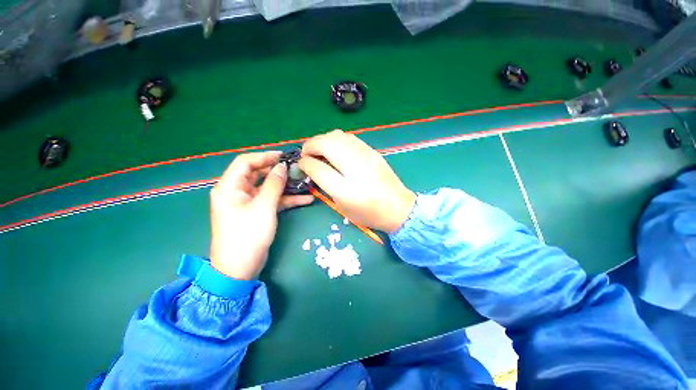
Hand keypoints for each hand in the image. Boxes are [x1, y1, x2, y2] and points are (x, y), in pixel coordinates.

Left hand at [210, 152, 313, 279]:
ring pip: (268, 188)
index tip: (284, 156)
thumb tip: (282, 166)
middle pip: (258, 174)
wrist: (240, 268)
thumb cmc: (248, 235)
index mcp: (230, 187)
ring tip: (305, 182)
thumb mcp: (264, 207)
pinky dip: (287, 199)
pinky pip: (272, 201)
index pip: (245, 162)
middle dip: (278, 171)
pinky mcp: (257, 212)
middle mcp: (237, 192)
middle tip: (297, 168)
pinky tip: (306, 199)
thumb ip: (274, 185)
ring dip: (286, 186)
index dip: (265, 157)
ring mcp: (248, 203)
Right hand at [299, 130, 415, 232]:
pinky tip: (336, 149)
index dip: (305, 162)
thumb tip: (311, 167)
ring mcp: (365, 155)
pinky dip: (336, 139)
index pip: (318, 167)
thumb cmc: (368, 212)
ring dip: (323, 140)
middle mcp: (355, 166)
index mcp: (346, 188)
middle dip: (311, 145)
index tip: (301, 163)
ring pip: (337, 135)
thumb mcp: (342, 205)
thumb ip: (325, 184)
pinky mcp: (372, 151)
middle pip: (326, 143)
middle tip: (307, 154)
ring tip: (320, 151)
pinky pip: (349, 137)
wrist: (398, 207)